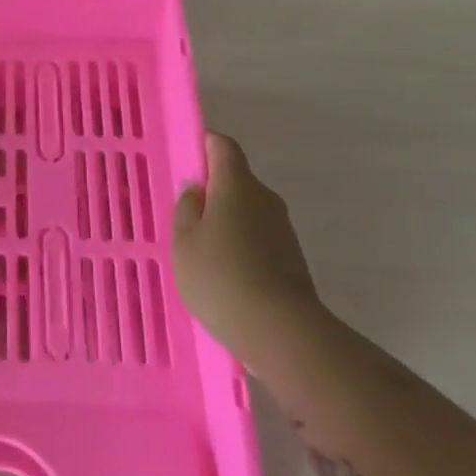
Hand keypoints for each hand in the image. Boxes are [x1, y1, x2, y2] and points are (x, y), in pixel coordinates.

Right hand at [173, 133, 328, 364]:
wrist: (280, 329)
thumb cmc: (220, 277)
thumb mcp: (184, 242)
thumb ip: (186, 209)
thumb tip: (197, 191)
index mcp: (236, 185)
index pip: (223, 147)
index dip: (205, 145)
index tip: (186, 159)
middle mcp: (265, 198)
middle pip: (236, 180)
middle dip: (211, 191)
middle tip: (184, 215)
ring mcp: (282, 228)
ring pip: (247, 210)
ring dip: (226, 221)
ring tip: (200, 251)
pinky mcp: (291, 256)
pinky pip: (258, 236)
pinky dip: (240, 244)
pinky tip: (223, 272)